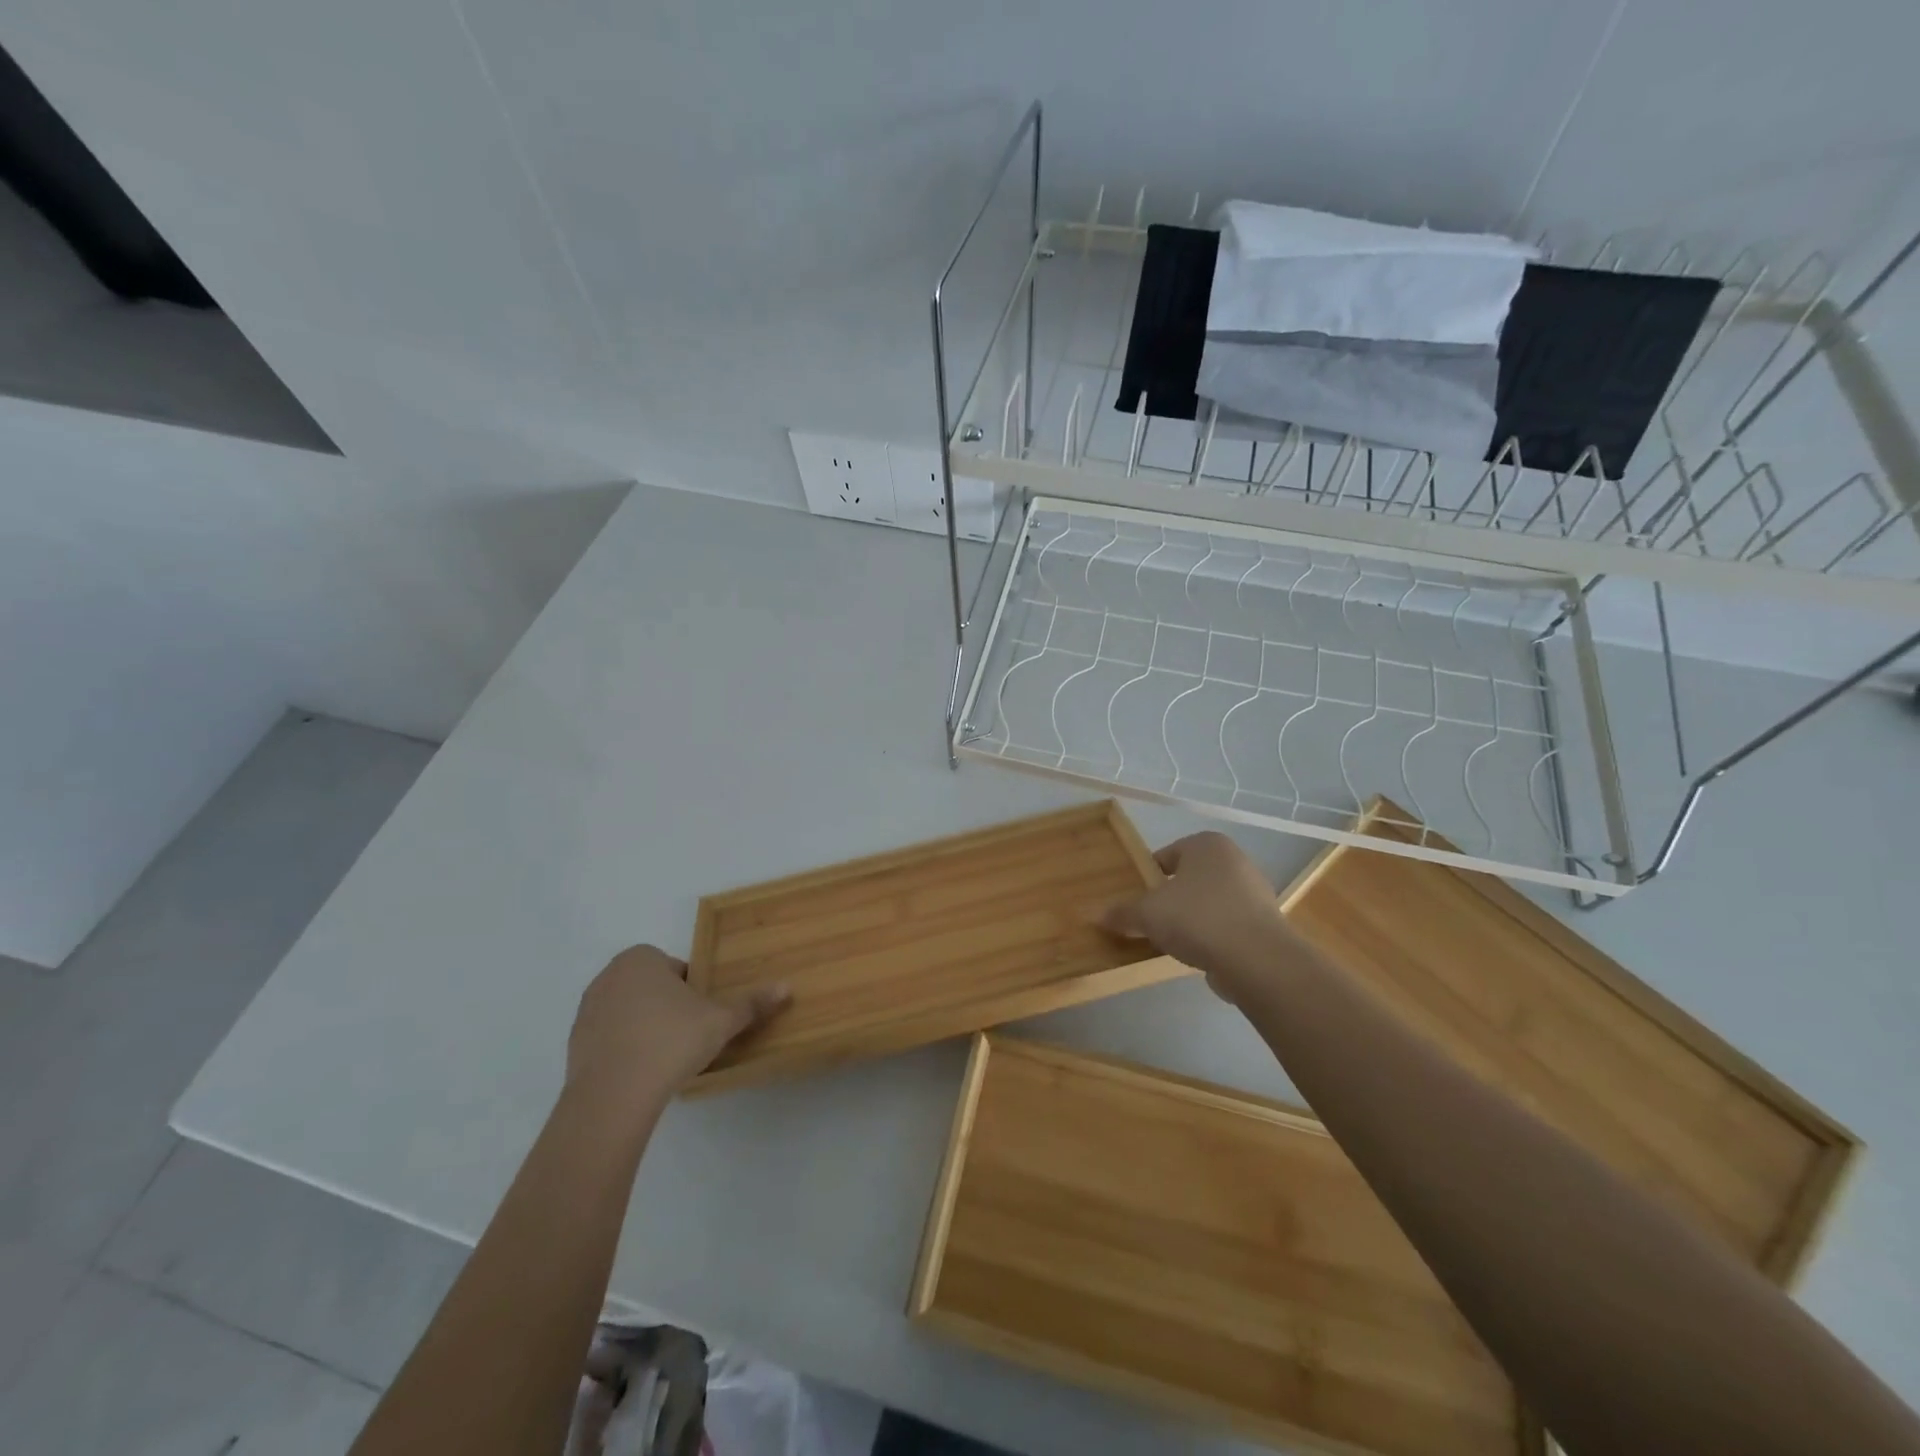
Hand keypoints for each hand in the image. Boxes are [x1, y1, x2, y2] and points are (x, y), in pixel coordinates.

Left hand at [566, 945, 789, 1102]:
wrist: (613, 1096)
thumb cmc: (671, 1041)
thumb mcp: (720, 1021)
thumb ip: (751, 1004)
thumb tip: (787, 987)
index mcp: (641, 958)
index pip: (677, 969)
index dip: (694, 992)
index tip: (703, 1017)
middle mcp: (609, 975)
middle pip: (652, 988)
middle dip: (670, 1007)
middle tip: (690, 1036)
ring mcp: (587, 1010)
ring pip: (630, 1012)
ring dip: (647, 1028)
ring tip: (666, 1058)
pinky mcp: (574, 1044)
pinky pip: (610, 1039)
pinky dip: (626, 1049)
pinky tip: (642, 1073)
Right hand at [1099, 832, 1296, 1002]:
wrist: (1256, 959)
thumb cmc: (1197, 918)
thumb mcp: (1147, 914)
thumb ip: (1122, 913)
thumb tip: (1096, 915)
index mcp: (1206, 844)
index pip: (1166, 855)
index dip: (1147, 877)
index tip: (1135, 899)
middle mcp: (1234, 860)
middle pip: (1189, 879)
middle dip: (1170, 899)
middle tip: (1149, 920)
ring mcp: (1255, 892)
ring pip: (1209, 902)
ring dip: (1191, 919)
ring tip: (1171, 942)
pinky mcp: (1265, 924)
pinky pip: (1227, 926)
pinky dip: (1212, 937)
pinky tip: (1198, 955)